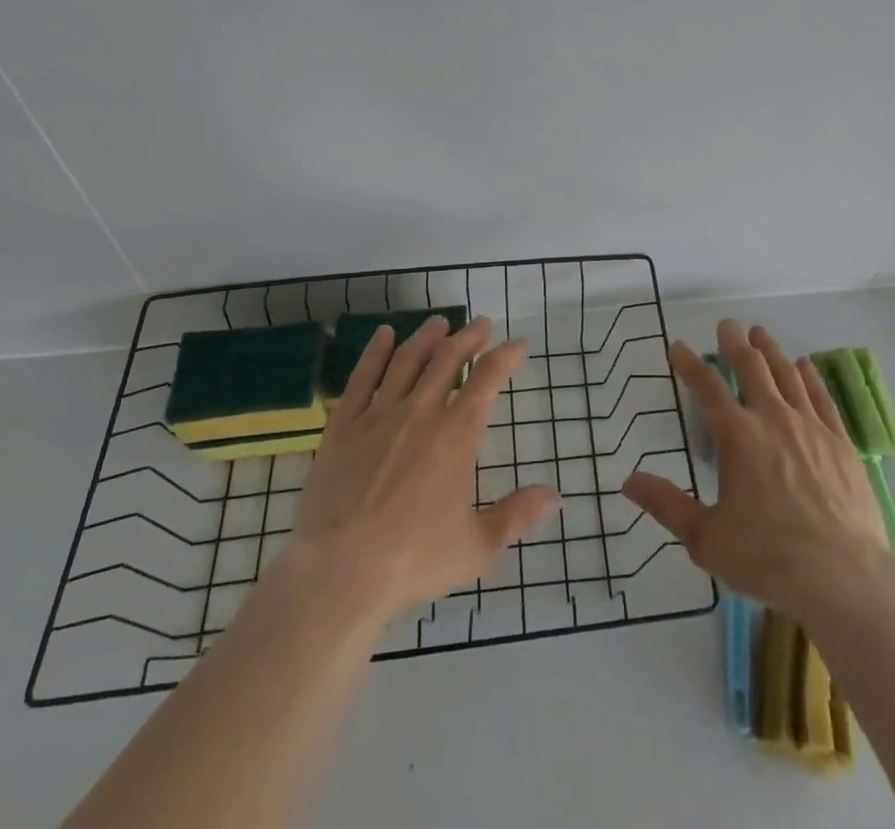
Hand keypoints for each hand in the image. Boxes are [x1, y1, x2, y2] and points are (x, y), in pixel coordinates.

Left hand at [293, 315, 558, 620]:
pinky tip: (383, 336)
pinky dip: (375, 352)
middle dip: (469, 336)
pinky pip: (362, 377)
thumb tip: (555, 497)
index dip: (506, 356)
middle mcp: (421, 412)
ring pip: (407, 360)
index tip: (518, 344)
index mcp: (457, 434)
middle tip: (481, 324)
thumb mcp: (477, 547)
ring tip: (438, 322)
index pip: (487, 379)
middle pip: (448, 358)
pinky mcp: (344, 426)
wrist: (340, 572)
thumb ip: (516, 516)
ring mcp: (379, 415)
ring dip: (426, 337)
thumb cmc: (414, 560)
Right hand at [622, 320, 893, 624]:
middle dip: (735, 343)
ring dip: (771, 351)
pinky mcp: (841, 443)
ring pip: (788, 374)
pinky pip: (822, 397)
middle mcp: (773, 419)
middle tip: (727, 326)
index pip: (707, 387)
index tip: (678, 346)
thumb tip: (628, 480)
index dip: (690, 364)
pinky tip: (806, 365)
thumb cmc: (768, 558)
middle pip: (751, 368)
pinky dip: (810, 376)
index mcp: (738, 437)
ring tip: (760, 334)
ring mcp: (811, 427)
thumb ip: (667, 505)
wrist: (844, 578)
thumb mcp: (706, 539)